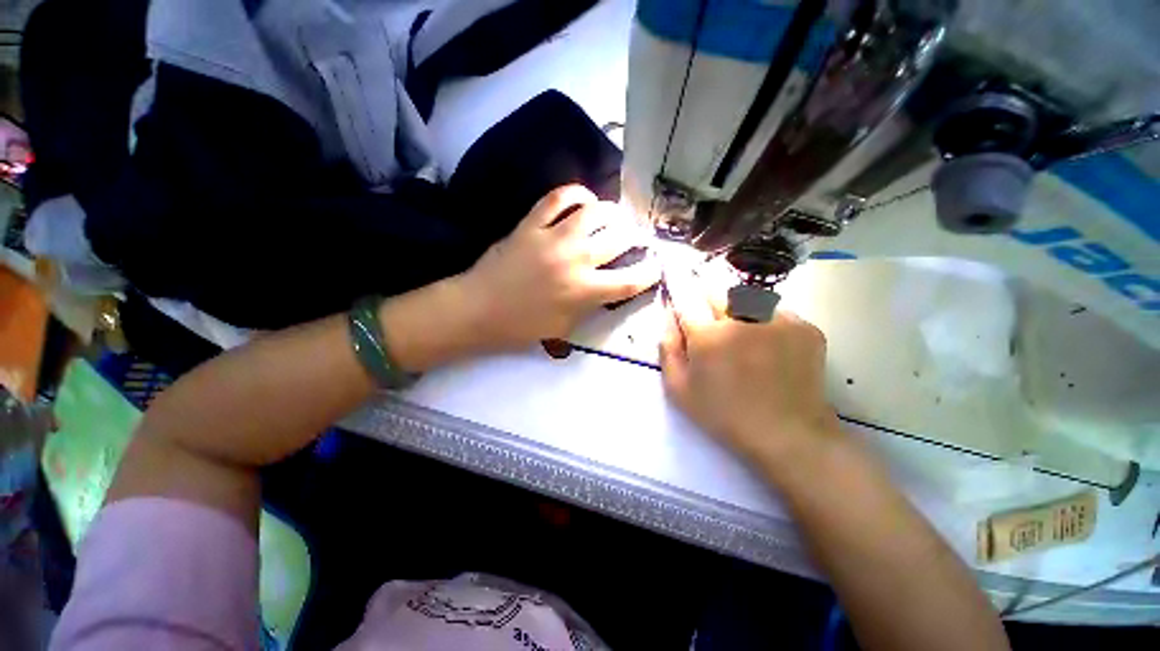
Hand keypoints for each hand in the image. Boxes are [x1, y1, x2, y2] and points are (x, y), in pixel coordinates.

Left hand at [457, 185, 659, 351]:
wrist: (478, 310)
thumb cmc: (521, 326)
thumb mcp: (565, 327)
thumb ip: (590, 306)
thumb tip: (606, 287)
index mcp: (585, 292)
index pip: (630, 279)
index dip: (649, 273)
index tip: (654, 267)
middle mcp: (576, 260)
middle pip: (620, 238)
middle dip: (634, 238)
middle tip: (633, 239)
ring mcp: (553, 237)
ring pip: (595, 212)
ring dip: (612, 213)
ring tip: (614, 218)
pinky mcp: (531, 223)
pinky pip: (558, 198)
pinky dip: (576, 194)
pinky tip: (584, 200)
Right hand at [658, 266, 841, 474]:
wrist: (789, 434)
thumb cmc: (724, 414)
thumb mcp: (679, 388)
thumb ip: (668, 346)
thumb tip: (668, 312)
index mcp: (708, 335)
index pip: (686, 293)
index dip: (677, 278)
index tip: (672, 266)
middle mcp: (743, 318)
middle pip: (716, 287)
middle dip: (704, 291)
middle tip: (706, 308)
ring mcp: (778, 318)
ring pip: (746, 296)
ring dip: (734, 305)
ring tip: (737, 333)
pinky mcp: (805, 326)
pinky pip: (774, 310)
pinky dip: (763, 318)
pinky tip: (765, 343)